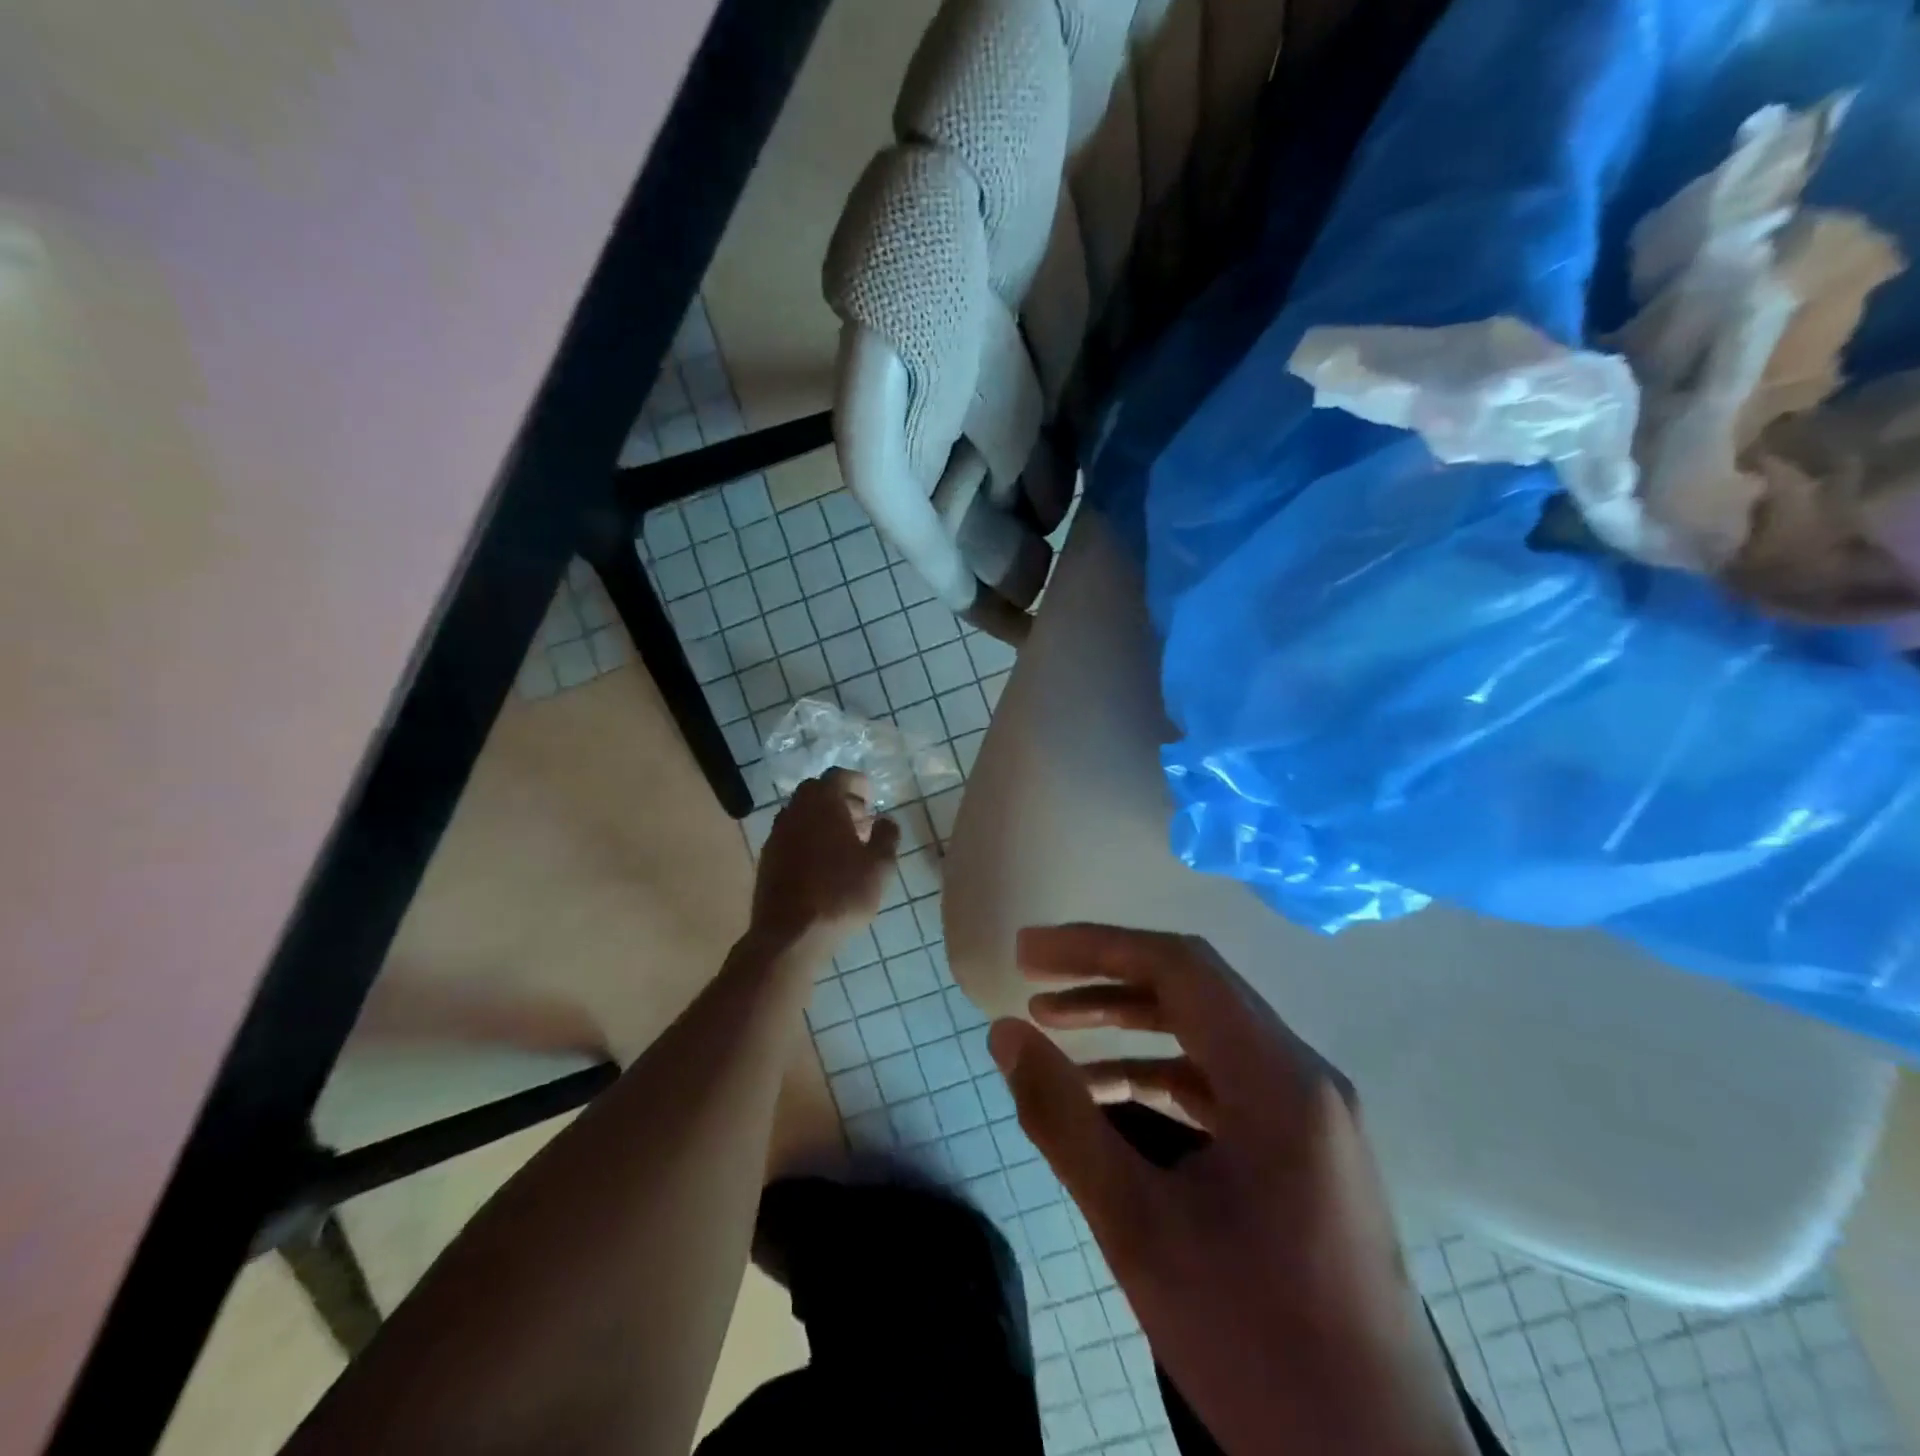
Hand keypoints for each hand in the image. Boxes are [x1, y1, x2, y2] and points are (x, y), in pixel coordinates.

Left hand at [749, 770, 899, 954]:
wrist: (790, 935)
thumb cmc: (841, 894)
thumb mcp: (879, 867)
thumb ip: (887, 836)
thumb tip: (886, 820)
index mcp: (822, 803)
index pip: (838, 776)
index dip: (858, 783)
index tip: (872, 799)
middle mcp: (794, 811)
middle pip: (817, 792)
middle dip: (841, 801)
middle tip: (862, 820)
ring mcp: (776, 835)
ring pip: (802, 815)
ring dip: (823, 821)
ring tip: (845, 844)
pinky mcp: (767, 859)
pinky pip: (792, 836)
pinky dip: (808, 839)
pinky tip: (823, 864)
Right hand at [989, 925, 1474, 1455]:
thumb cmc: (1257, 1346)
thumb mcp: (1138, 1229)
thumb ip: (1063, 1120)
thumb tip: (1006, 1034)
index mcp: (1280, 1079)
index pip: (1180, 968)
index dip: (1096, 947)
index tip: (1028, 953)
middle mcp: (1305, 1077)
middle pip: (1195, 990)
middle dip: (1106, 977)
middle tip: (1031, 980)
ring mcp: (1311, 1115)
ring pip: (1208, 1034)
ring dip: (1130, 1022)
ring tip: (1054, 1026)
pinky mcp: (1306, 1152)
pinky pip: (1222, 1082)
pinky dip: (1159, 1072)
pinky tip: (1108, 1093)